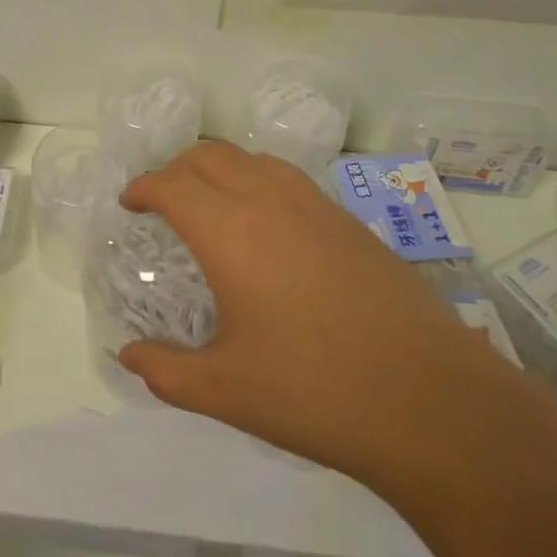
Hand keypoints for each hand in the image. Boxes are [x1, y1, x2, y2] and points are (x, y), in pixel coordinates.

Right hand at [118, 141, 503, 484]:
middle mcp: (270, 202)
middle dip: (177, 168)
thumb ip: (166, 370)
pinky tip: (267, 224)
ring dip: (220, 168)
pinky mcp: (350, 222)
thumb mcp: (225, 390)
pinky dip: (259, 180)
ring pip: (254, 158)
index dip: (144, 187)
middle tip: (162, 199)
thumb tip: (128, 355)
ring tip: (211, 201)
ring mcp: (316, 206)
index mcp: (231, 233)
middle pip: (211, 156)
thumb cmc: (314, 393)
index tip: (130, 203)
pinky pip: (290, 178)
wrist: (428, 400)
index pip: (173, 185)